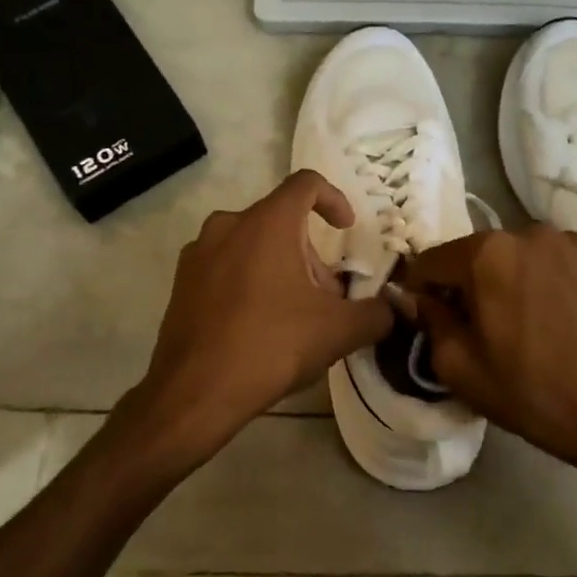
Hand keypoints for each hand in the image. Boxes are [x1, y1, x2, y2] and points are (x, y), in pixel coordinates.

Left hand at [119, 170, 394, 473]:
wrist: (195, 392)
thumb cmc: (271, 346)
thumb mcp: (338, 331)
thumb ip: (376, 314)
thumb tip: (394, 309)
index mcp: (267, 223)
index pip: (306, 184)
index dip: (334, 199)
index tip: (346, 228)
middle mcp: (229, 225)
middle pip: (281, 220)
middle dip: (311, 253)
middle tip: (327, 296)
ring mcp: (199, 252)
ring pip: (252, 243)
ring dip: (281, 267)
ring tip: (295, 314)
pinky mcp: (182, 281)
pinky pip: (226, 265)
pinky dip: (250, 279)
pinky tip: (260, 324)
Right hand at [400, 227, 576, 474]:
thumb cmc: (528, 391)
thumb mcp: (457, 366)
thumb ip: (428, 319)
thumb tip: (415, 296)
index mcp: (487, 253)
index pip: (433, 260)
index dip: (423, 289)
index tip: (430, 316)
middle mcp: (529, 232)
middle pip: (480, 253)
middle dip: (472, 282)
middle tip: (483, 325)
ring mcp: (572, 241)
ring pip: (521, 255)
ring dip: (514, 278)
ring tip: (528, 320)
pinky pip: (559, 261)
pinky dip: (551, 280)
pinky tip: (561, 315)